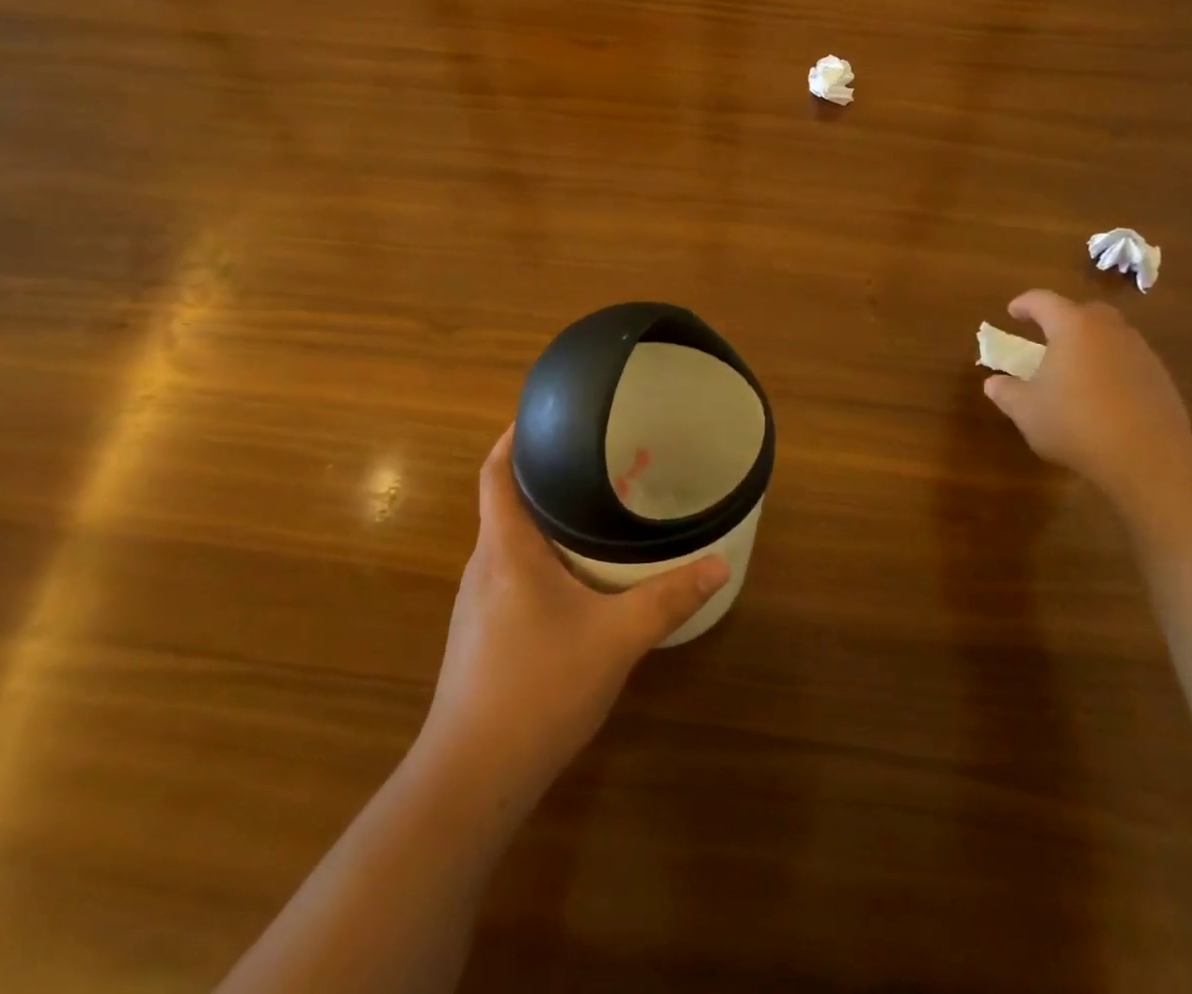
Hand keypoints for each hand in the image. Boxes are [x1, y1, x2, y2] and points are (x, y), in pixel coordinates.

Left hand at [418, 427, 729, 802]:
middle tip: (592, 460)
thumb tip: (719, 564)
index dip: (512, 436)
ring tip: (588, 509)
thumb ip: (667, 598)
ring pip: (507, 541)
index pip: (495, 472)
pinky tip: (572, 578)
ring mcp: (475, 602)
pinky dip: (537, 556)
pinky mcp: (479, 633)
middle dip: (542, 476)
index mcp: (505, 548)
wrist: (472, 777)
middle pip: (504, 501)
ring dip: (541, 519)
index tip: (545, 413)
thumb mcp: (616, 639)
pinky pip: (508, 573)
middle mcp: (482, 565)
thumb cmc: (538, 688)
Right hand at [981, 289, 1191, 490]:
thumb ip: (1006, 392)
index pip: (1043, 301)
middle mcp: (1109, 330)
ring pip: (1110, 335)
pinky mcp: (1160, 378)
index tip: (1012, 312)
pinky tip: (1102, 394)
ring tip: (1074, 368)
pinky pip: (1128, 360)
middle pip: (1084, 311)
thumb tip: (993, 383)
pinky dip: (1111, 366)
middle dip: (1063, 319)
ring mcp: (1140, 352)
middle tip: (1047, 336)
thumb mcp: (1026, 411)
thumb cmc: (1075, 423)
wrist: (1147, 456)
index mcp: (1072, 327)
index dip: (1024, 304)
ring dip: (1090, 344)